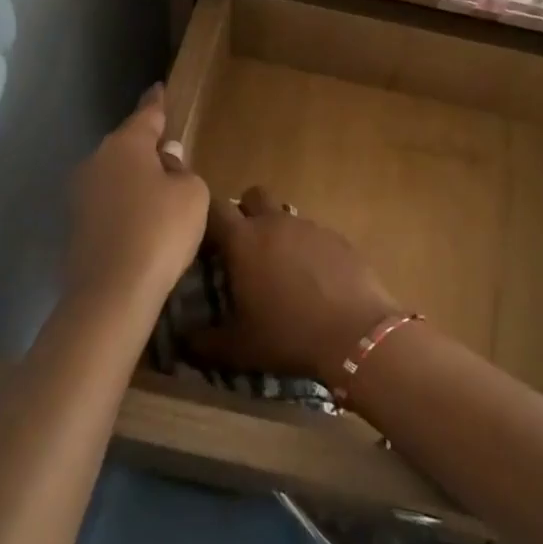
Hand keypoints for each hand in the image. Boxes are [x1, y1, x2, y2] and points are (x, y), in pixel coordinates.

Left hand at [61, 85, 208, 314]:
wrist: (112, 289)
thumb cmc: (161, 229)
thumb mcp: (192, 194)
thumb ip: (182, 171)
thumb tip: (166, 160)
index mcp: (125, 145)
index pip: (146, 115)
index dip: (156, 103)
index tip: (158, 88)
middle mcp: (97, 161)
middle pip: (128, 147)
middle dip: (148, 148)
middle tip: (172, 156)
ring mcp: (81, 193)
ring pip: (116, 175)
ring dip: (137, 180)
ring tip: (162, 195)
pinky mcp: (76, 224)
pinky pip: (109, 202)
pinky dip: (126, 205)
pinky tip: (143, 223)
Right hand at [191, 186, 403, 381]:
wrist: (356, 333)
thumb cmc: (288, 335)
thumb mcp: (238, 348)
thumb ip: (204, 342)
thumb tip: (185, 341)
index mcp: (243, 240)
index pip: (214, 208)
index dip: (206, 221)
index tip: (205, 244)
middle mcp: (275, 223)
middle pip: (253, 196)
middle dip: (245, 212)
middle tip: (244, 247)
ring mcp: (310, 226)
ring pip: (286, 215)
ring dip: (278, 232)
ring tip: (281, 269)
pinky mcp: (338, 237)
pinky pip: (314, 233)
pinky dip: (308, 248)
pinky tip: (314, 279)